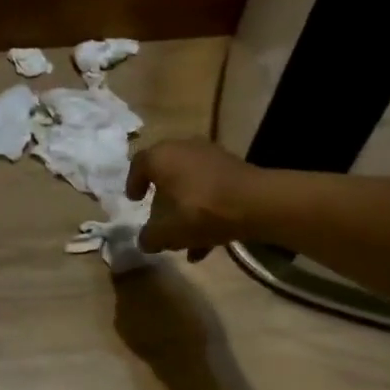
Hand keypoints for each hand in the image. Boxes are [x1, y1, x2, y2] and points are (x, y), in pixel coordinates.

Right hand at [127, 139, 256, 260]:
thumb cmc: (200, 210)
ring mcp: (211, 156)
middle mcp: (183, 148)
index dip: (133, 184)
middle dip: (162, 198)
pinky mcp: (234, 167)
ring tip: (185, 237)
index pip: (138, 165)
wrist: (257, 203)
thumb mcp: (167, 231)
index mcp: (160, 156)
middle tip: (159, 216)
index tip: (134, 201)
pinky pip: (211, 188)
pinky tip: (209, 240)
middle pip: (166, 173)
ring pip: (190, 183)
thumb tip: (145, 241)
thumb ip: (150, 237)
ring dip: (185, 207)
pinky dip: (206, 208)